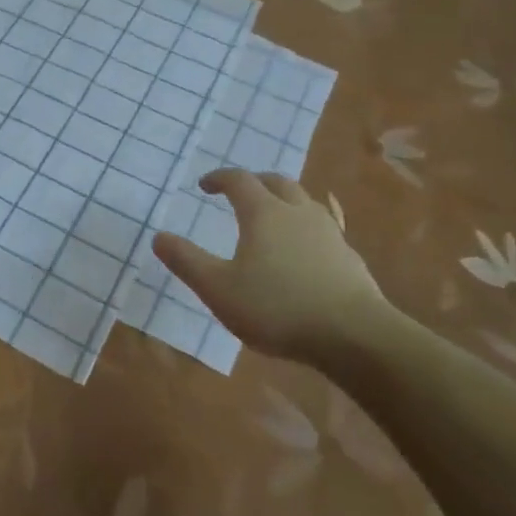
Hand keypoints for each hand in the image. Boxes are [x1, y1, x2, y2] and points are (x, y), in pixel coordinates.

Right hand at [153, 171, 398, 364]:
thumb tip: (159, 236)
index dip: (219, 178)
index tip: (204, 186)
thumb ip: (186, 261)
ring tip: (274, 215)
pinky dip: (310, 227)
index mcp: (264, 213)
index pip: (239, 180)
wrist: (356, 337)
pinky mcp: (350, 258)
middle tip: (239, 193)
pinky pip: (328, 228)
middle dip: (255, 182)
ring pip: (306, 202)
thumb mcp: (218, 289)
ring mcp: (330, 234)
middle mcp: (298, 213)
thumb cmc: (277, 308)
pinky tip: (310, 245)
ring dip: (285, 200)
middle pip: (277, 182)